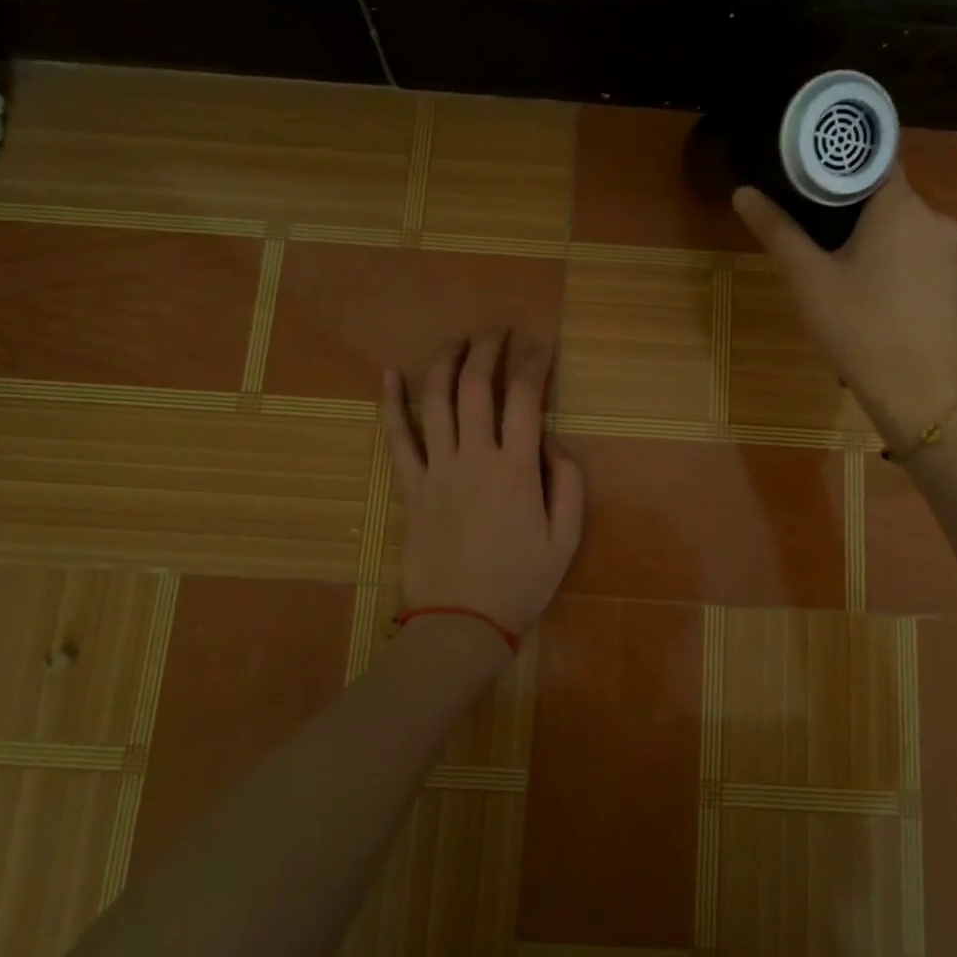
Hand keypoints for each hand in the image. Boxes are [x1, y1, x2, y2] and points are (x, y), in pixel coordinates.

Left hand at [381, 331, 585, 643]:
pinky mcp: (411, 487)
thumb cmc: (520, 583)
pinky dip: (391, 404)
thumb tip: (553, 442)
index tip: (542, 345)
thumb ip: (569, 484)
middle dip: (488, 350)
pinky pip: (397, 439)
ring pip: (435, 401)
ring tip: (458, 341)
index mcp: (516, 470)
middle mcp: (474, 459)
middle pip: (476, 387)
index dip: (534, 364)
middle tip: (499, 333)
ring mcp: (437, 470)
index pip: (525, 398)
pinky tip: (388, 375)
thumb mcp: (566, 539)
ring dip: (445, 362)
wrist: (461, 623)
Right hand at [733, 168, 956, 444]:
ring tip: (831, 265)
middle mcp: (934, 218)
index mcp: (900, 206)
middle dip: (846, 206)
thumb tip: (743, 192)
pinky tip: (865, 292)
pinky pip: (913, 253)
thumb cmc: (858, 329)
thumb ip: (777, 231)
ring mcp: (948, 251)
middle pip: (884, 194)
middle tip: (807, 229)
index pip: (873, 159)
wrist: (918, 392)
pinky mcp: (951, 281)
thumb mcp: (808, 279)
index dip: (838, 164)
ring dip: (867, 236)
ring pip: (899, 226)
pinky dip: (888, 259)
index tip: (806, 178)